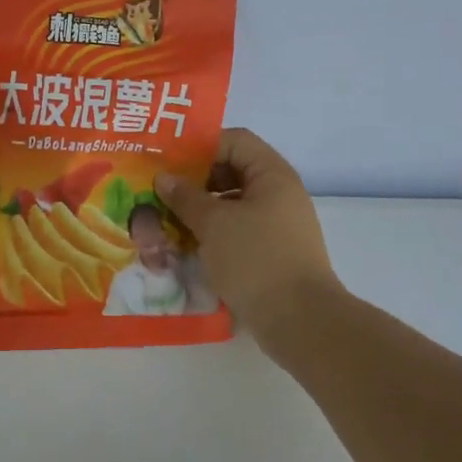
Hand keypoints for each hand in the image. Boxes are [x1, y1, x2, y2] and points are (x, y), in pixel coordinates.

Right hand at [157, 129, 341, 345]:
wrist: (300, 321)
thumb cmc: (256, 259)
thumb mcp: (214, 223)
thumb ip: (186, 197)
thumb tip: (164, 178)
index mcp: (272, 175)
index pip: (235, 141)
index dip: (201, 146)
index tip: (168, 161)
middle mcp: (279, 194)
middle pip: (232, 171)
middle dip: (195, 180)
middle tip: (160, 192)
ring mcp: (277, 225)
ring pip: (232, 205)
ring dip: (200, 210)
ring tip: (166, 221)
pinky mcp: (272, 253)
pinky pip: (238, 231)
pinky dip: (213, 234)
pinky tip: (186, 246)